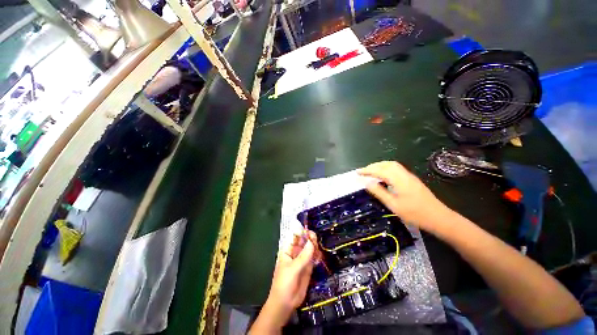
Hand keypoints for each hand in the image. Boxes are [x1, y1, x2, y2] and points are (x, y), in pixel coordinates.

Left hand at [249, 231, 316, 333]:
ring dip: (314, 247)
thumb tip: (311, 242)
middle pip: (303, 245)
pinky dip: (317, 256)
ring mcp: (301, 264)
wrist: (286, 301)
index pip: (293, 240)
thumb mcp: (293, 269)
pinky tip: (321, 253)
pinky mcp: (308, 271)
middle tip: (316, 237)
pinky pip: (313, 260)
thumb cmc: (285, 283)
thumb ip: (303, 256)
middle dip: (309, 240)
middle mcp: (294, 257)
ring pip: (309, 252)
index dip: (300, 233)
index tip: (309, 229)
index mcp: (286, 254)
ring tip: (319, 245)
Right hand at [359, 161, 448, 231]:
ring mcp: (410, 177)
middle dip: (374, 166)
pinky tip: (386, 179)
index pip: (380, 170)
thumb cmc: (414, 213)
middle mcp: (404, 174)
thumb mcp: (394, 205)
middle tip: (363, 172)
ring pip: (394, 166)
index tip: (357, 173)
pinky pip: (398, 170)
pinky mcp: (413, 181)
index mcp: (398, 178)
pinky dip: (388, 170)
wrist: (435, 215)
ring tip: (372, 174)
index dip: (368, 170)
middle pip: (387, 164)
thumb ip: (380, 193)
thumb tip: (367, 183)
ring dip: (382, 167)